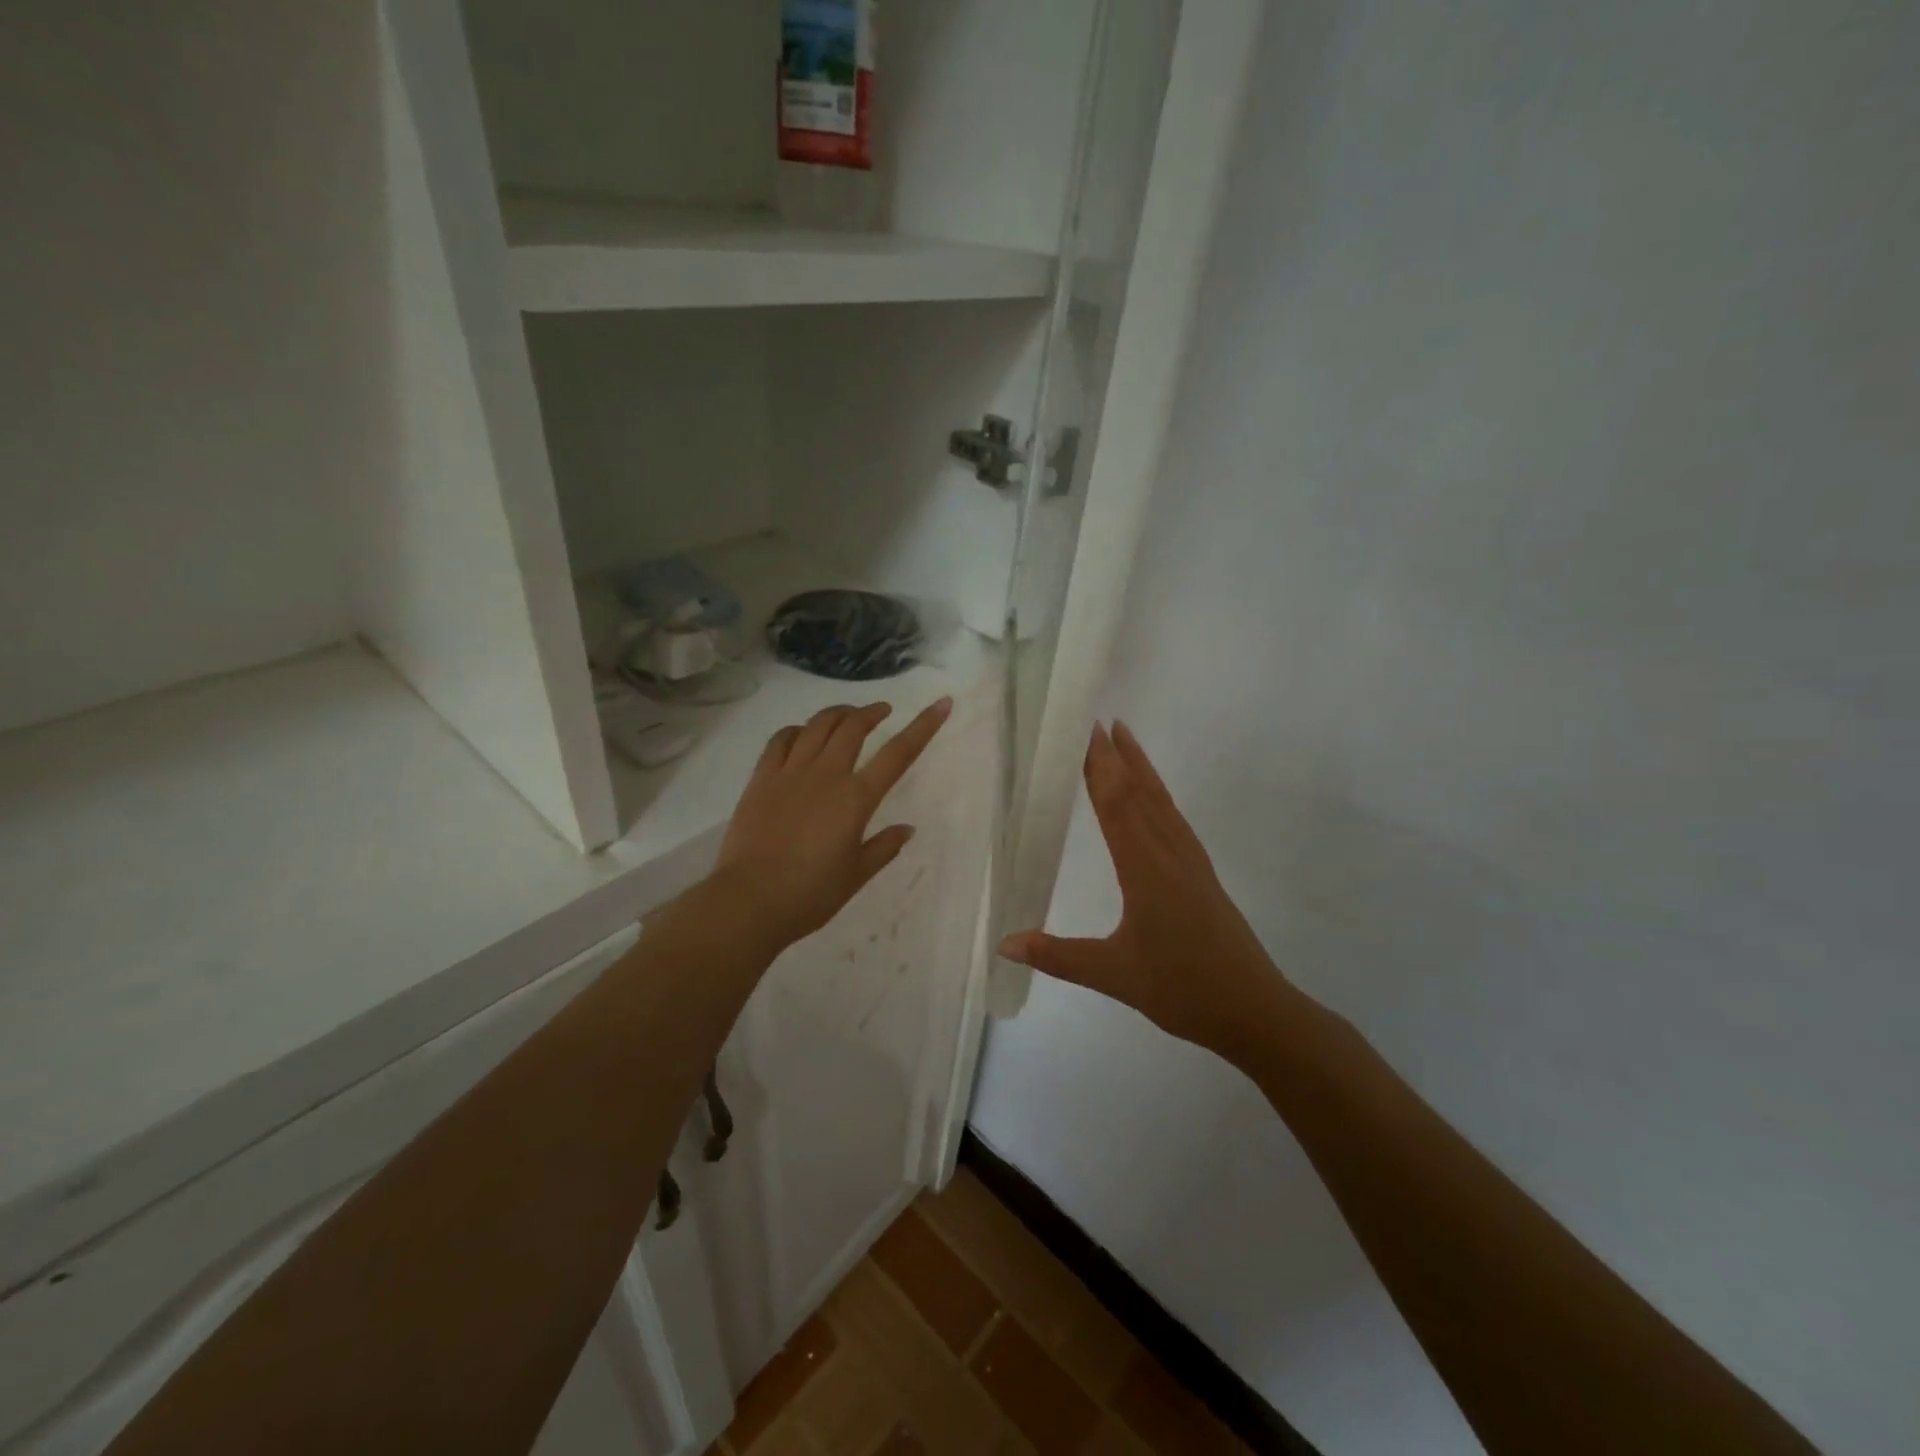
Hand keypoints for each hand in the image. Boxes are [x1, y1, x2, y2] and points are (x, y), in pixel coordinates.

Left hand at [711, 698, 951, 950]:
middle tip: (882, 711)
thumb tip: (906, 829)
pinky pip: (781, 740)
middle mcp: (826, 775)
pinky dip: (798, 730)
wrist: (749, 901)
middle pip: (853, 727)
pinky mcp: (761, 779)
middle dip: (872, 712)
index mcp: (856, 799)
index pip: (898, 753)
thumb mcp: (856, 875)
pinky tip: (802, 735)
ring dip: (838, 714)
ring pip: (818, 725)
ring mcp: (790, 773)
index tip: (941, 704)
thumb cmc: (810, 895)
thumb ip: (884, 847)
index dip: (923, 726)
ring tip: (847, 715)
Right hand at [997, 721, 1295, 1063]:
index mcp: (1145, 868)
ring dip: (1142, 768)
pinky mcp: (1202, 875)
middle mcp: (1170, 853)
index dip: (1099, 766)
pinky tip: (1154, 799)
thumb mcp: (1112, 975)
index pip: (1116, 804)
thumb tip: (1003, 944)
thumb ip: (1057, 956)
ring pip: (1162, 802)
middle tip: (1098, 722)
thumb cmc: (1181, 988)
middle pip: (1140, 792)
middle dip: (1118, 756)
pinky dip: (1158, 795)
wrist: (1254, 1009)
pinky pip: (1174, 820)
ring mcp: (1191, 862)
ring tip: (1126, 740)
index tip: (1087, 732)